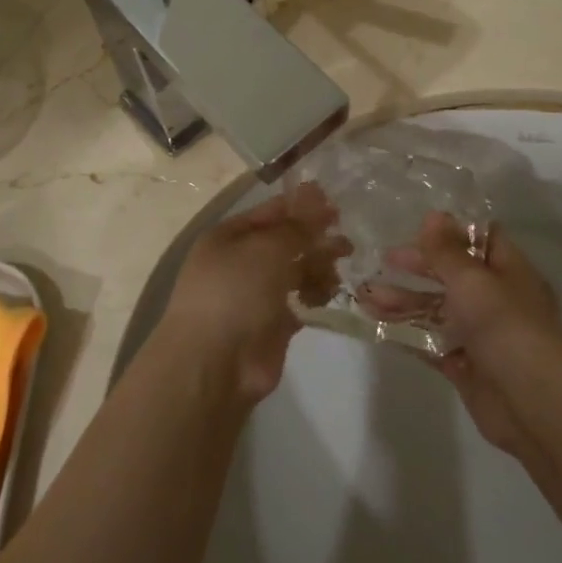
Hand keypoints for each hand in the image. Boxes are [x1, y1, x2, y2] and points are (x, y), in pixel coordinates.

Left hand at [156, 183, 347, 401]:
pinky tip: (328, 295)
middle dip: (315, 238)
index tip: (335, 203)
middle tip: (347, 242)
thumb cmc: (234, 293)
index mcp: (228, 237)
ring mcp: (256, 294)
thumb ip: (296, 227)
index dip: (301, 206)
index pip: (270, 212)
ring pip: (295, 271)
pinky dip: (315, 295)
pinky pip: (299, 300)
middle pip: (285, 242)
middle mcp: (240, 262)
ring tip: (339, 271)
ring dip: (319, 267)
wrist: (214, 364)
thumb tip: (316, 197)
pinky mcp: (273, 324)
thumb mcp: (266, 249)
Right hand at [386, 213, 561, 456]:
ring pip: (436, 310)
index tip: (414, 225)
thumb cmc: (506, 328)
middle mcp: (495, 300)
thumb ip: (447, 251)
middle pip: (452, 276)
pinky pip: (430, 343)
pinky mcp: (464, 365)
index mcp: (509, 272)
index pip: (481, 241)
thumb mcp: (473, 281)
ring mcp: (479, 335)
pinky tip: (375, 325)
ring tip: (365, 296)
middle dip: (417, 267)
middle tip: (382, 260)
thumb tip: (433, 214)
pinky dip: (405, 333)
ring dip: (403, 301)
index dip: (450, 232)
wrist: (532, 405)